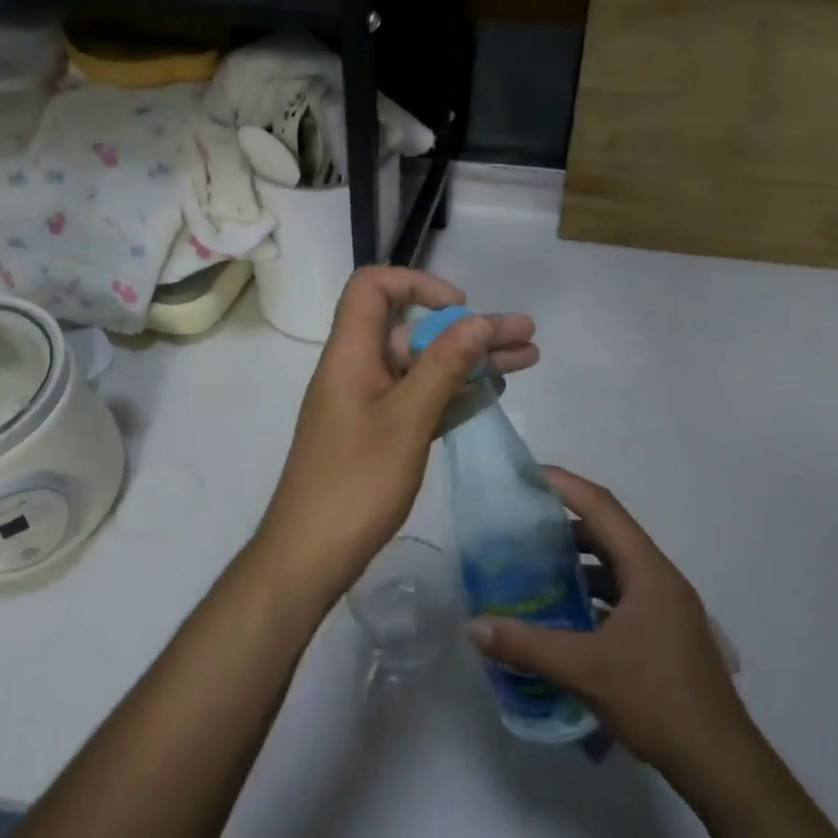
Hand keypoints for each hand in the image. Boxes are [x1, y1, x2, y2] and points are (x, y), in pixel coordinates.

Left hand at [255, 267, 537, 599]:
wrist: (310, 554)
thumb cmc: (356, 483)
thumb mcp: (406, 420)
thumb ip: (443, 366)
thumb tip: (477, 319)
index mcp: (351, 354)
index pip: (372, 288)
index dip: (416, 284)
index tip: (460, 308)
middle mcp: (358, 369)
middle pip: (414, 330)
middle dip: (469, 330)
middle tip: (526, 336)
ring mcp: (368, 403)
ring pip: (423, 367)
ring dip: (471, 361)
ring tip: (527, 360)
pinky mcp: (378, 433)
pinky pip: (419, 398)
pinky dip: (453, 393)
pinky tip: (493, 394)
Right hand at [467, 468, 742, 783]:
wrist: (720, 761)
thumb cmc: (656, 700)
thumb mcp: (584, 669)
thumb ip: (526, 645)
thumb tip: (474, 626)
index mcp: (647, 570)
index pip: (601, 507)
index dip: (564, 485)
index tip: (527, 474)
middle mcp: (660, 578)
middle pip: (609, 533)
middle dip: (564, 524)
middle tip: (522, 526)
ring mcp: (667, 606)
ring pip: (616, 566)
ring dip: (578, 562)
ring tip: (536, 568)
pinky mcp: (665, 632)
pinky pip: (622, 594)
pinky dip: (592, 593)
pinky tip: (565, 614)